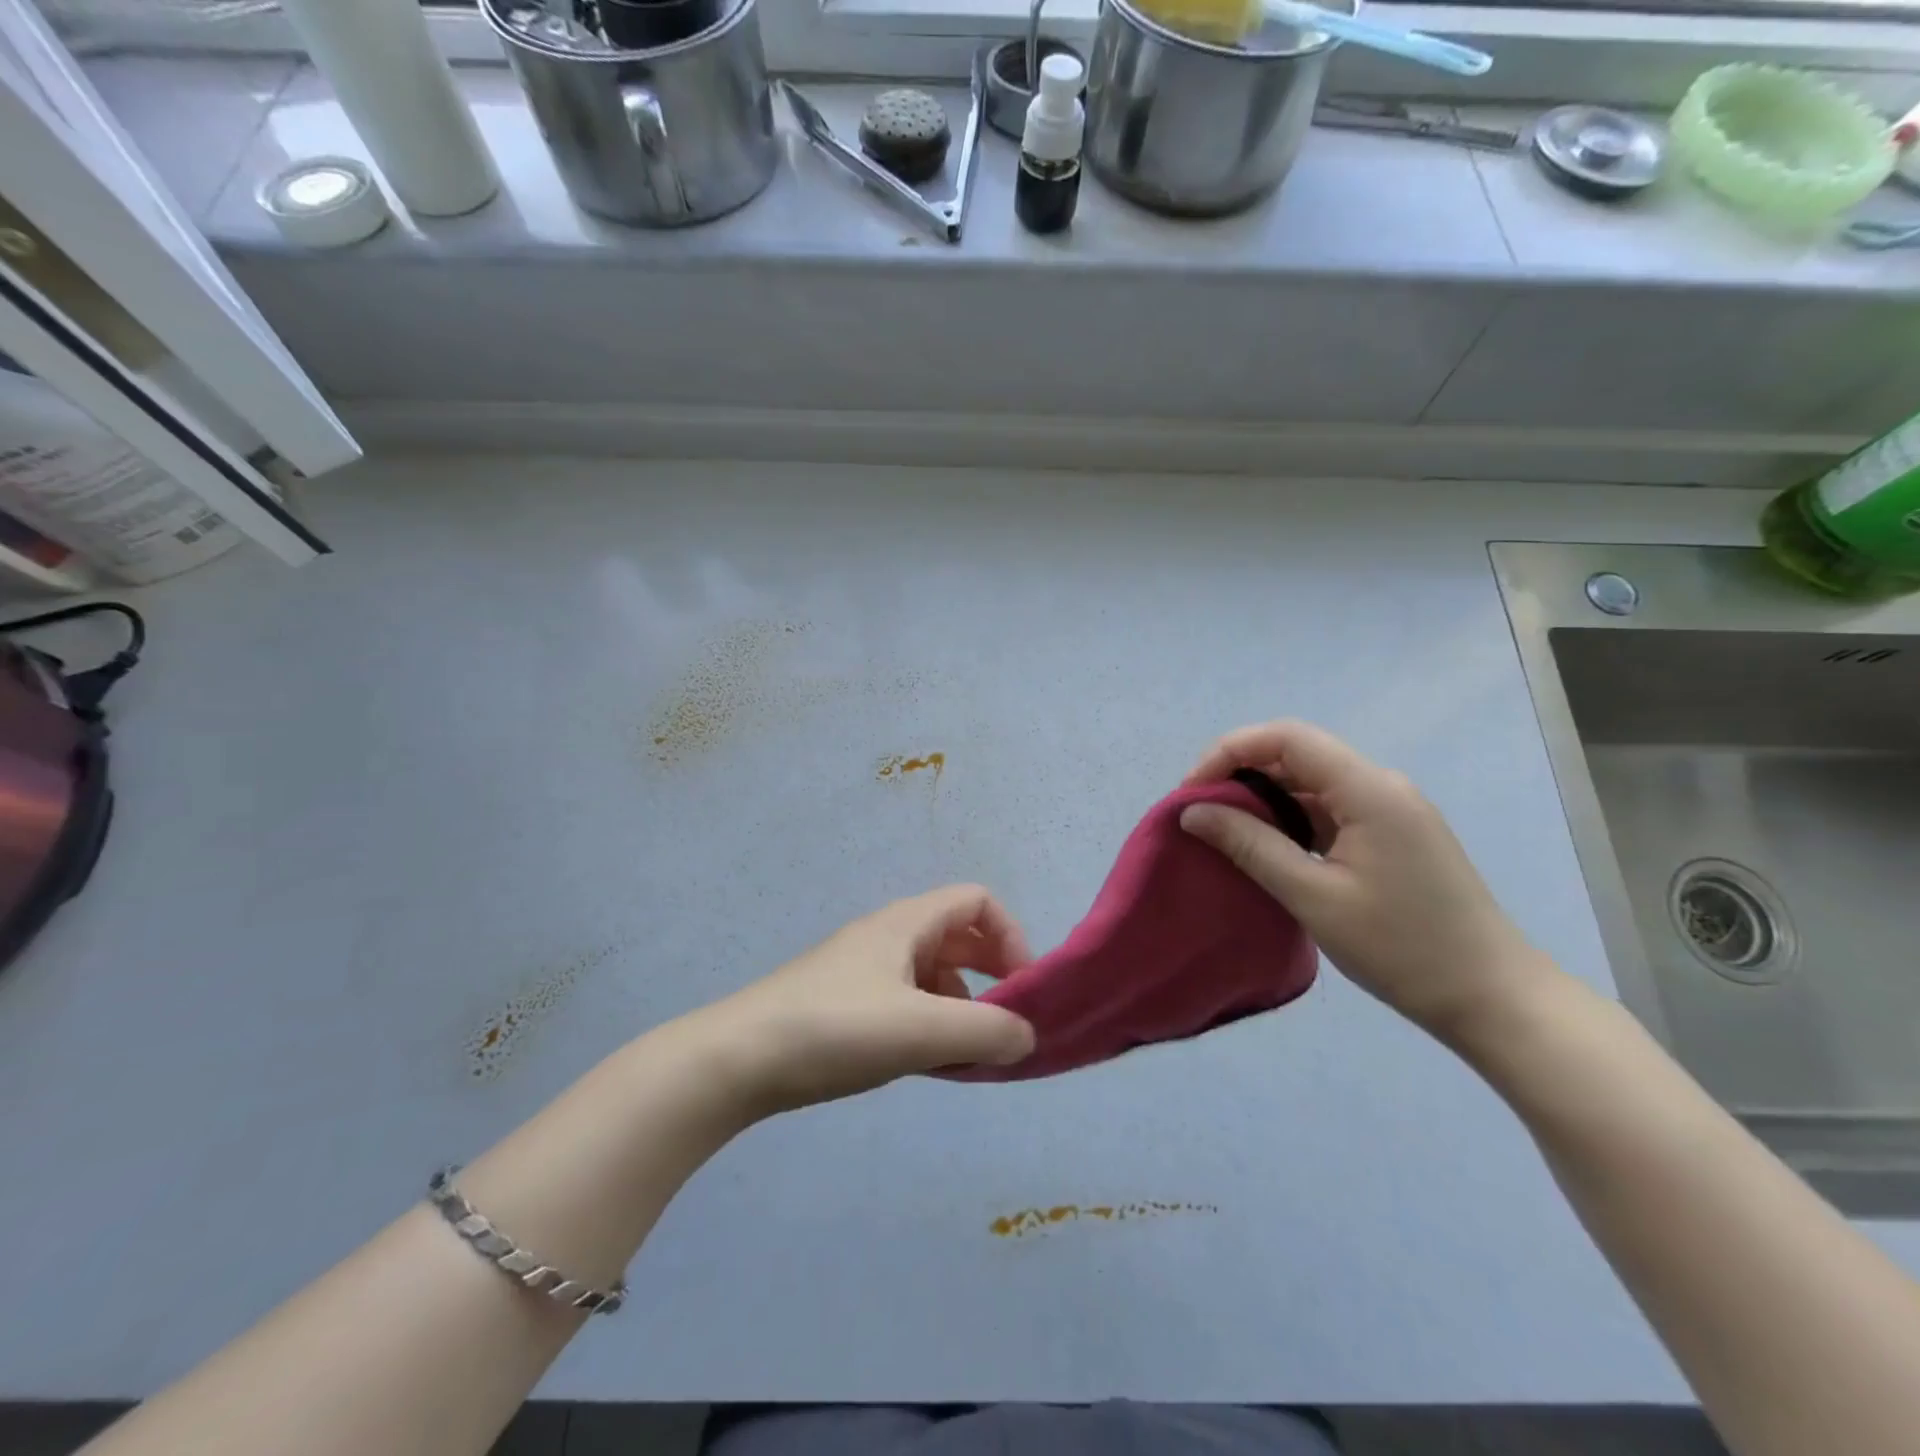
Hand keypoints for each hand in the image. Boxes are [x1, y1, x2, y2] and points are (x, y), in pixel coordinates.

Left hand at [705, 886, 1036, 1114]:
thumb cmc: (835, 1030)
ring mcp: (862, 969)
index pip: (976, 901)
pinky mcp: (843, 1003)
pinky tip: (923, 1062)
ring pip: (931, 973)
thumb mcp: (920, 1030)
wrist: (736, 1060)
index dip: (1010, 935)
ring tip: (964, 1052)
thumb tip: (1028, 1036)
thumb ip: (986, 1032)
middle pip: (957, 936)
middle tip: (1004, 1021)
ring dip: (960, 1005)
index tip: (1021, 987)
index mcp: (906, 923)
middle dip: (990, 973)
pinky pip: (905, 1000)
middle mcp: (887, 936)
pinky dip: (928, 1023)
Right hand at [1180, 720, 1543, 1039]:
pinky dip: (1289, 821)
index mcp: (1368, 789)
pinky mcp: (1391, 835)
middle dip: (1239, 775)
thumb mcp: (1313, 896)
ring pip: (1310, 783)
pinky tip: (1267, 850)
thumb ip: (1249, 845)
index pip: (1286, 737)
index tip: (1192, 793)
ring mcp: (1389, 810)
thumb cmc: (1401, 947)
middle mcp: (1380, 785)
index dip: (1229, 751)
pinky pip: (1328, 810)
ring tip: (1224, 835)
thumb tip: (1192, 811)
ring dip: (1263, 800)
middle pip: (1296, 754)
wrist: (1493, 998)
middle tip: (1200, 816)